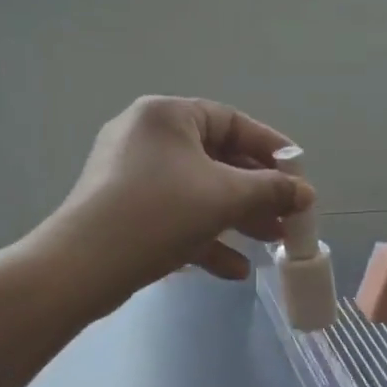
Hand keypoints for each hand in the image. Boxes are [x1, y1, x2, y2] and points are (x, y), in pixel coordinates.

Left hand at [39, 97, 314, 310]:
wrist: (81, 266)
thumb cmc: (159, 213)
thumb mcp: (224, 197)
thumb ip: (271, 190)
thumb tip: (305, 193)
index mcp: (167, 115)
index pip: (231, 121)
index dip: (271, 149)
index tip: (299, 175)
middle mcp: (146, 135)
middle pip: (216, 159)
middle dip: (256, 193)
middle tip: (287, 218)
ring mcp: (130, 174)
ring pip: (197, 191)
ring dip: (236, 218)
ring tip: (270, 244)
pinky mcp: (123, 209)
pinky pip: (173, 215)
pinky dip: (204, 237)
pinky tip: (234, 270)